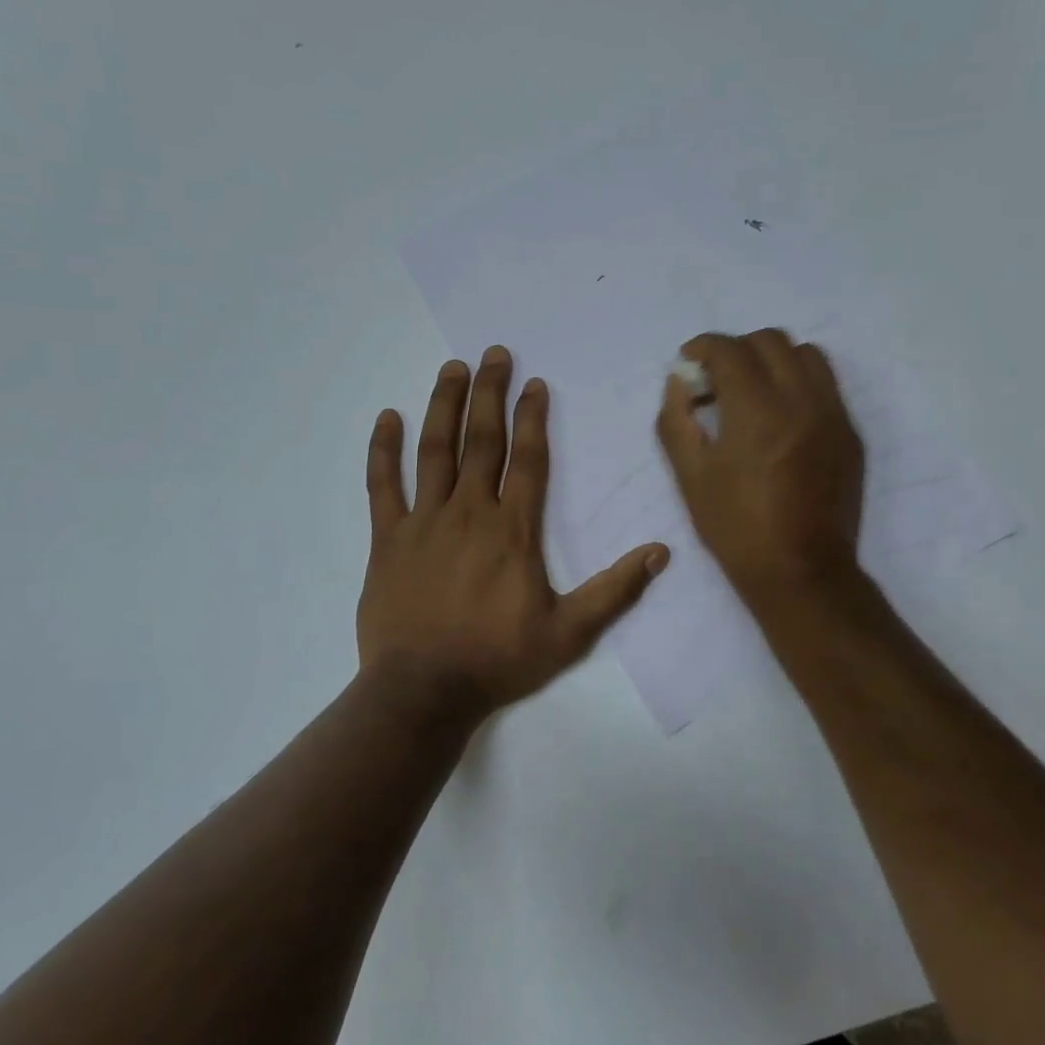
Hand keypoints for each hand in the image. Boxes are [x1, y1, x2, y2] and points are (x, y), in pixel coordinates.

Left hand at [357, 347, 669, 717]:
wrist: (424, 691)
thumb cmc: (498, 659)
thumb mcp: (569, 632)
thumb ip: (614, 590)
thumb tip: (661, 552)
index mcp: (514, 530)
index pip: (528, 459)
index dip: (533, 418)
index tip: (534, 383)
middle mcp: (470, 512)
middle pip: (482, 440)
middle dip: (489, 393)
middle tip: (493, 354)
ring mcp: (424, 522)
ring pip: (435, 451)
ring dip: (444, 406)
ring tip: (452, 369)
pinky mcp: (388, 539)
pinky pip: (383, 486)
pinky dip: (384, 450)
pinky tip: (388, 418)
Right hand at [656, 329, 864, 601]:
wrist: (801, 571)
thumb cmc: (736, 528)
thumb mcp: (690, 476)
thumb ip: (676, 419)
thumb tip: (680, 383)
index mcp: (756, 411)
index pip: (729, 349)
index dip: (702, 347)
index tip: (689, 363)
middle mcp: (801, 400)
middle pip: (770, 340)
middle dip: (736, 349)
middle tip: (717, 381)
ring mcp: (833, 414)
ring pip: (806, 354)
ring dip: (773, 359)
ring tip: (753, 391)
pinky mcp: (850, 433)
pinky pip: (826, 384)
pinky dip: (798, 383)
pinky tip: (781, 417)